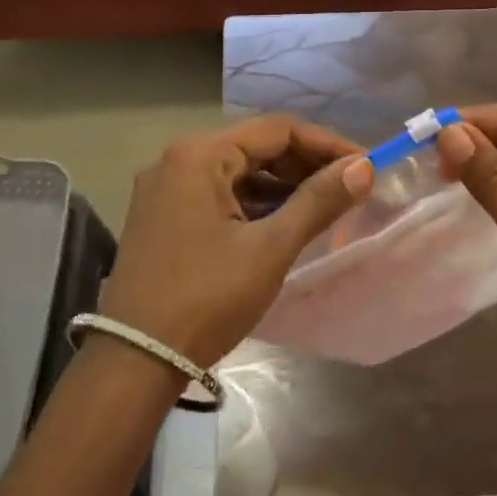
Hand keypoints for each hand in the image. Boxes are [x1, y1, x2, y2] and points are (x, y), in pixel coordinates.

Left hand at [100, 116, 372, 371]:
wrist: (132, 365)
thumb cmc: (205, 299)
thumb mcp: (269, 249)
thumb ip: (318, 202)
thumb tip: (363, 167)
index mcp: (199, 154)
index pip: (277, 130)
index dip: (326, 143)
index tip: (364, 165)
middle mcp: (178, 160)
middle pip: (256, 147)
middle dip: (305, 165)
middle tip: (348, 187)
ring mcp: (167, 188)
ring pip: (239, 172)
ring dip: (282, 185)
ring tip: (325, 206)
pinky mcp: (164, 216)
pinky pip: (220, 194)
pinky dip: (255, 203)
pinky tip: (284, 222)